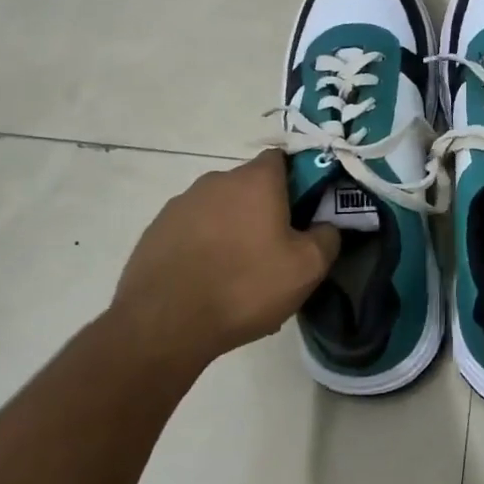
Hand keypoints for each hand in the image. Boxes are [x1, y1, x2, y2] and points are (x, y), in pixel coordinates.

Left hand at [111, 152, 339, 372]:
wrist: (164, 324)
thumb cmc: (244, 287)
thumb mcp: (307, 268)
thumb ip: (327, 237)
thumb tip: (326, 226)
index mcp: (255, 180)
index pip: (282, 159)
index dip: (298, 180)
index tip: (305, 211)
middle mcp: (216, 181)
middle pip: (250, 186)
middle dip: (264, 209)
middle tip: (275, 249)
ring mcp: (181, 204)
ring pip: (219, 208)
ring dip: (232, 228)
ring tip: (237, 272)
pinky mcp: (156, 230)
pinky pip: (192, 230)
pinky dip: (203, 246)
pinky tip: (206, 280)